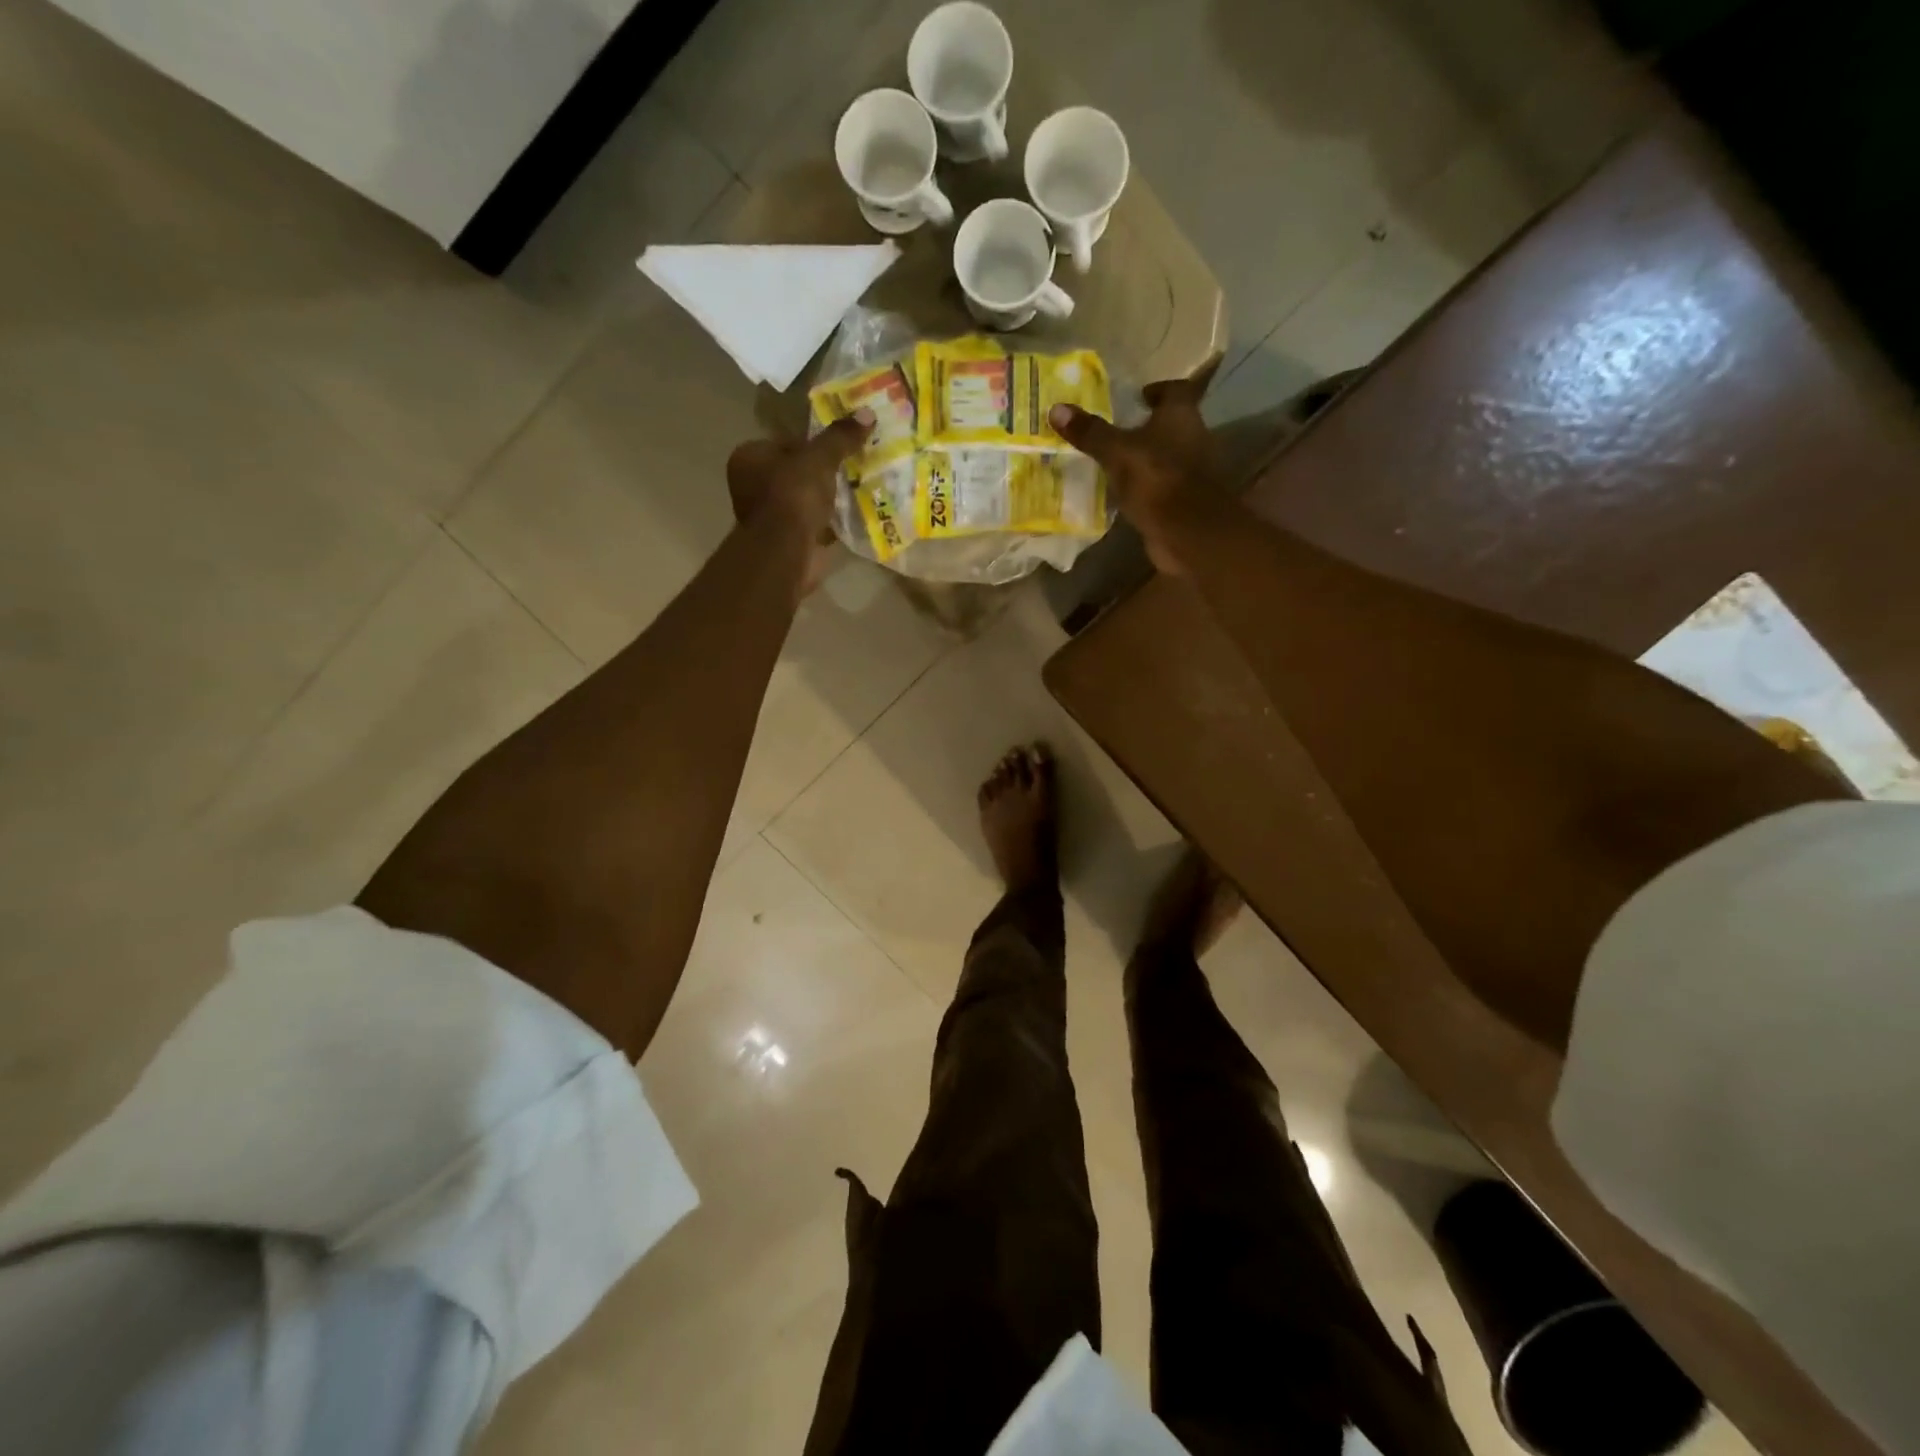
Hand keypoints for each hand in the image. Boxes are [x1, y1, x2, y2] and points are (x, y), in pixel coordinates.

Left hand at [726, 408, 872, 592]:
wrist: (787, 551)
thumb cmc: (793, 496)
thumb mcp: (820, 458)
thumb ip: (841, 437)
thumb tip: (868, 413)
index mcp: (749, 457)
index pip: (785, 442)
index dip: (813, 444)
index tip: (839, 448)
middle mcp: (751, 485)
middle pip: (795, 472)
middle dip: (822, 473)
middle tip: (852, 468)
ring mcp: (768, 516)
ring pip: (804, 499)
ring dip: (826, 499)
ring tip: (855, 491)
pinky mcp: (785, 541)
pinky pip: (811, 524)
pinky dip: (828, 523)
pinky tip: (850, 518)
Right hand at [1049, 379, 1224, 573]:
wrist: (1190, 532)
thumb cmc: (1157, 480)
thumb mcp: (1117, 453)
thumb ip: (1091, 433)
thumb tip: (1056, 408)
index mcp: (1181, 416)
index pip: (1175, 390)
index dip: (1157, 390)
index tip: (1138, 397)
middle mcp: (1193, 438)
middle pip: (1171, 425)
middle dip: (1147, 427)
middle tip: (1117, 431)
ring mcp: (1192, 473)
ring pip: (1166, 457)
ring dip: (1146, 459)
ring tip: (1115, 463)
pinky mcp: (1184, 502)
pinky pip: (1162, 487)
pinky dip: (1147, 488)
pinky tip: (1124, 494)